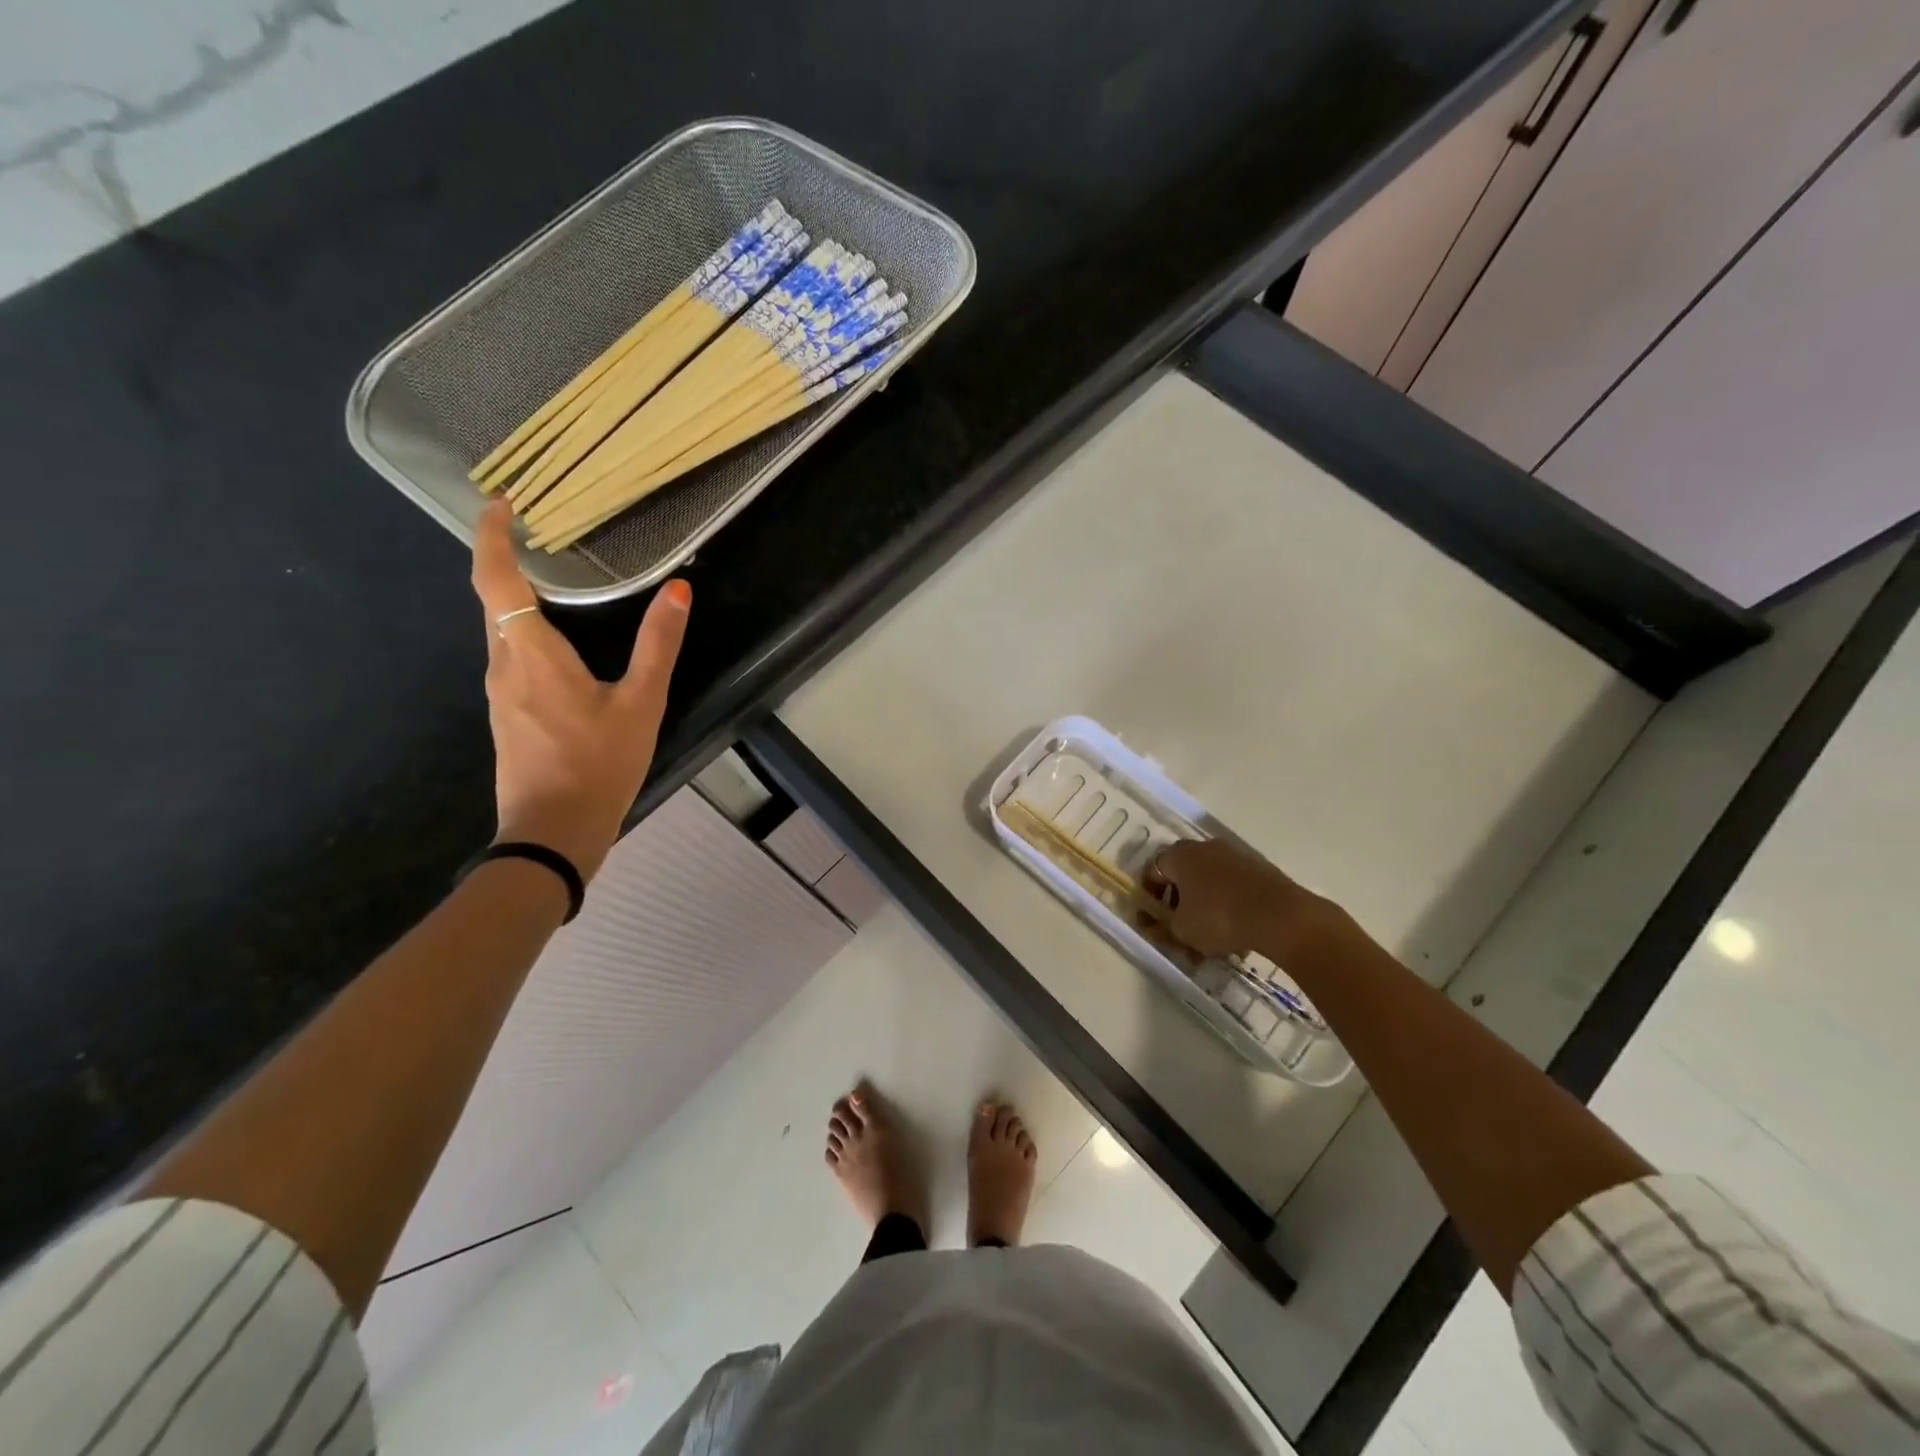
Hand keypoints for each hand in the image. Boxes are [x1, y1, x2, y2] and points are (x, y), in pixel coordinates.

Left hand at [469, 501, 690, 878]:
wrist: (553, 832)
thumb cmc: (599, 765)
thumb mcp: (641, 703)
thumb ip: (658, 645)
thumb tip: (678, 590)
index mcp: (532, 655)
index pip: (496, 580)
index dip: (493, 537)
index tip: (502, 503)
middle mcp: (504, 667)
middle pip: (494, 603)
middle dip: (507, 563)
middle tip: (538, 535)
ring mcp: (501, 695)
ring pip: (503, 634)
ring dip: (519, 602)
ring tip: (554, 586)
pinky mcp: (508, 717)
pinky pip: (512, 661)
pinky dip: (527, 636)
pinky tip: (560, 651)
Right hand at [1144, 838, 1334, 960]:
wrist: (1283, 917)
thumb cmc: (1220, 918)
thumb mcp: (1181, 930)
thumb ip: (1162, 927)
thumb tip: (1156, 926)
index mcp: (1179, 854)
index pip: (1152, 871)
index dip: (1147, 899)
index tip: (1151, 924)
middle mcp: (1204, 847)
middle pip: (1181, 876)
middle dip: (1177, 906)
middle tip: (1178, 933)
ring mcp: (1234, 855)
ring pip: (1208, 884)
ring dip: (1202, 908)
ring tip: (1208, 942)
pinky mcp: (1259, 869)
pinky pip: (1231, 888)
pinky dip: (1226, 907)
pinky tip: (1233, 934)